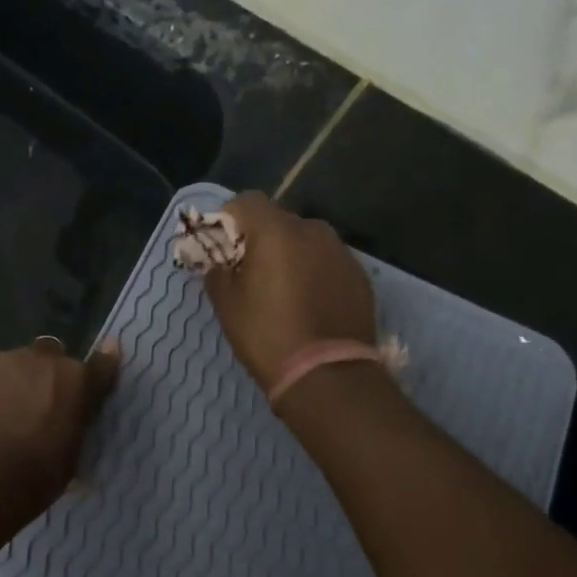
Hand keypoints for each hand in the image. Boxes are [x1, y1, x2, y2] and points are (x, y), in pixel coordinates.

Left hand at [0, 338, 121, 508]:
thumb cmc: (31, 477)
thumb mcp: (66, 462)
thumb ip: (69, 432)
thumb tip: (64, 433)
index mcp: (74, 382)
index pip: (100, 366)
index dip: (103, 364)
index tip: (106, 359)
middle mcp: (39, 360)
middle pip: (48, 355)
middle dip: (44, 374)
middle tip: (34, 405)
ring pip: (6, 366)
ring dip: (6, 385)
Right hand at [203, 193, 375, 390]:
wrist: (327, 375)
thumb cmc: (267, 334)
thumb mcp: (226, 304)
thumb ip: (217, 270)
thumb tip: (219, 262)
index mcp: (276, 231)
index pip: (246, 201)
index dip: (229, 218)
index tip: (222, 246)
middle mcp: (312, 230)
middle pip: (278, 219)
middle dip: (261, 237)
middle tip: (251, 270)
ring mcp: (341, 252)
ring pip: (306, 240)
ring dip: (290, 253)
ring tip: (283, 288)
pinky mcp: (359, 275)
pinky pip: (327, 261)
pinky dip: (314, 272)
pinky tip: (309, 302)